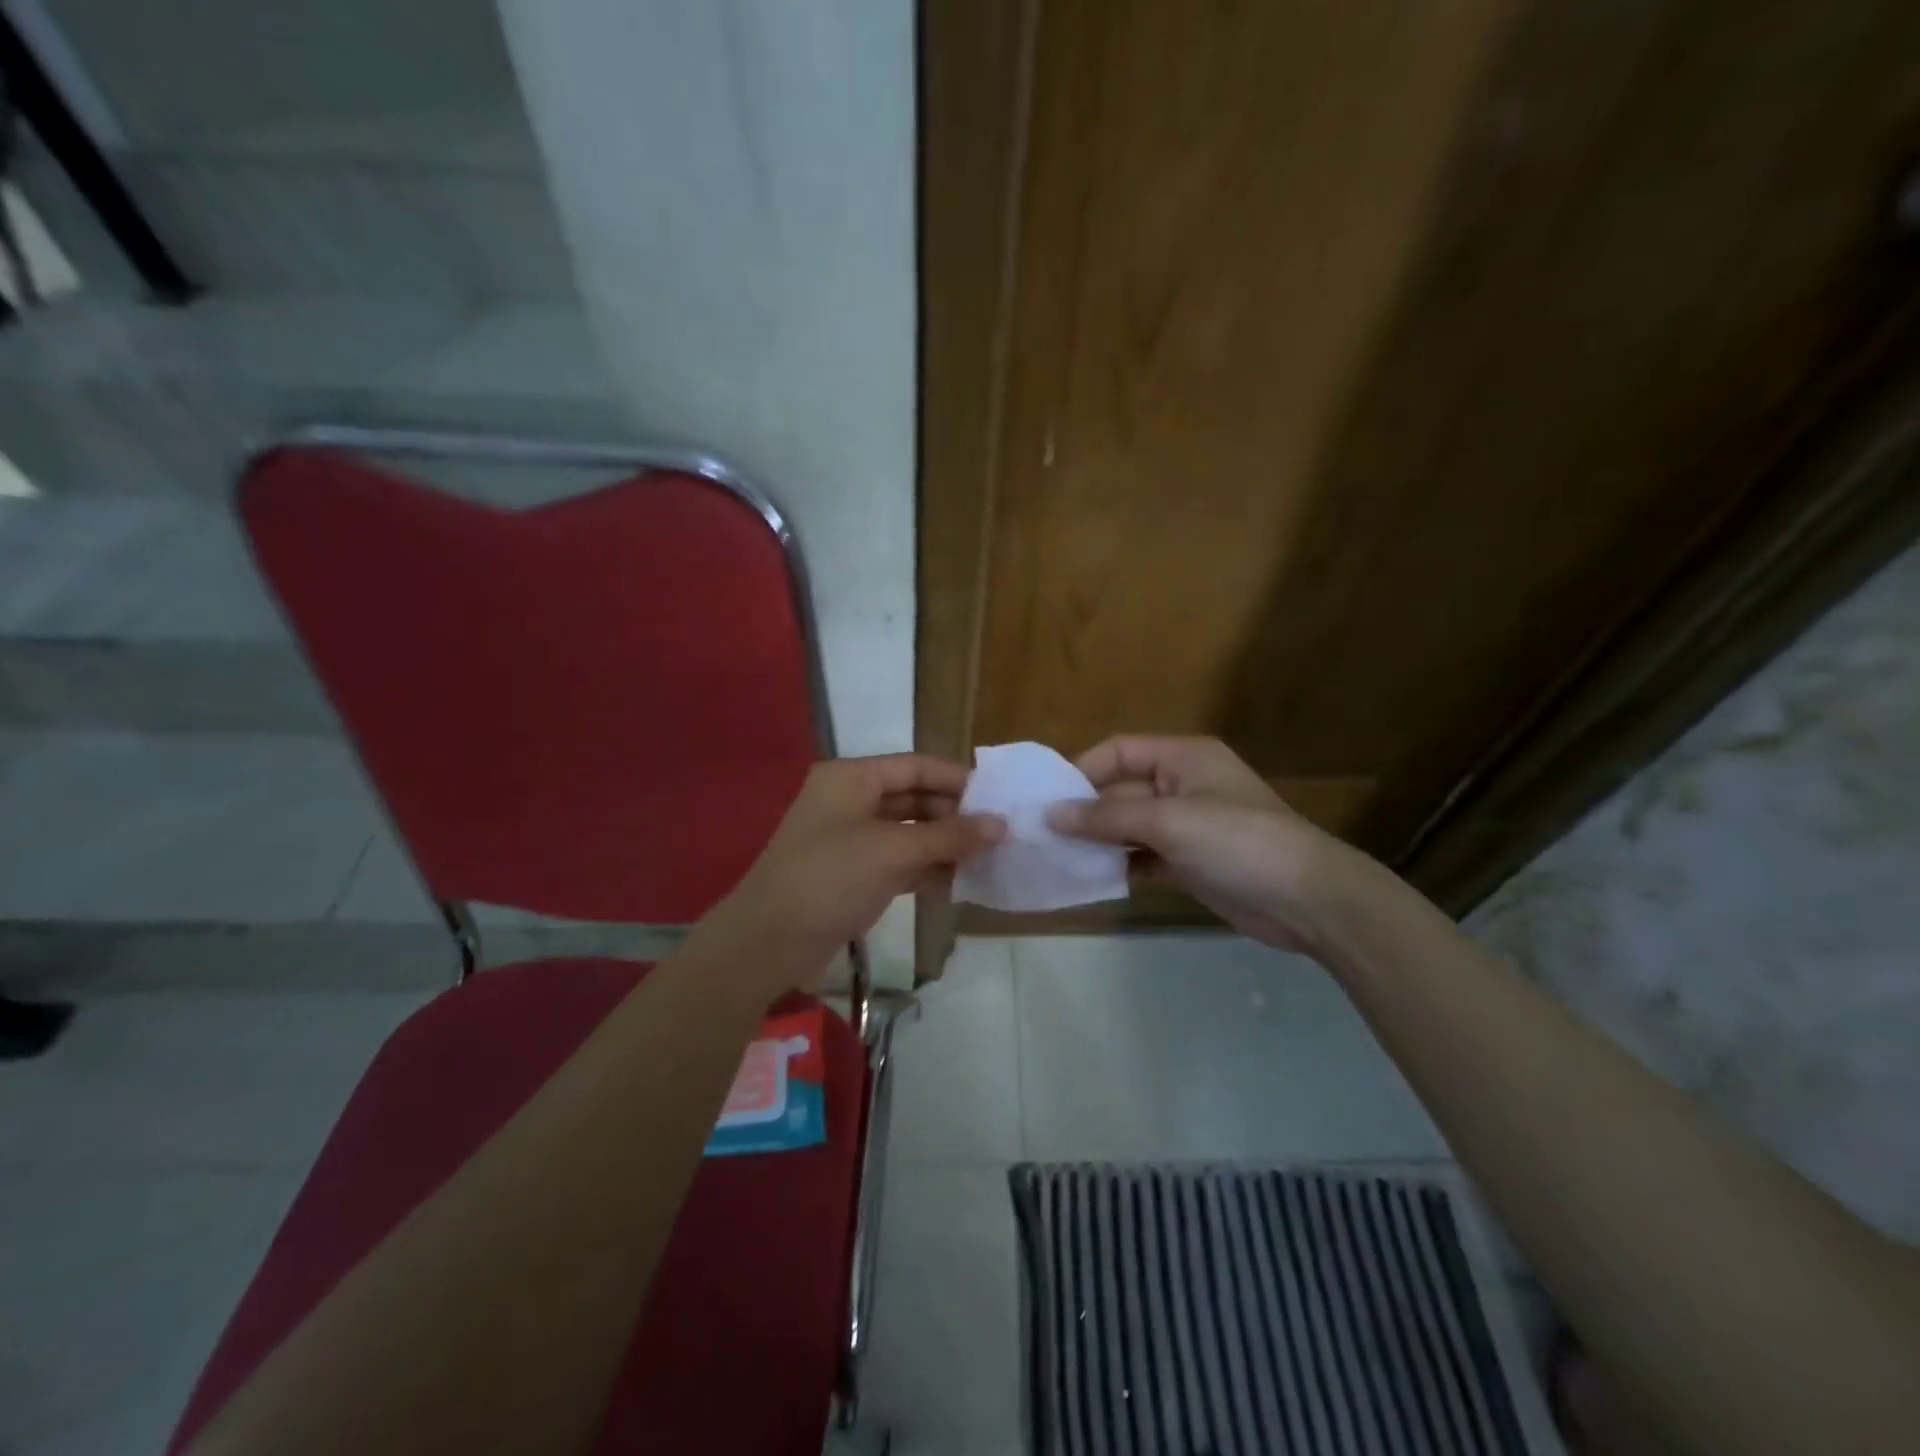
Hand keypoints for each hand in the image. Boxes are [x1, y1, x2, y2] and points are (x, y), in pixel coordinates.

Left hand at [691, 754, 1004, 998]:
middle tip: (1000, 833)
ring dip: (944, 845)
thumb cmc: (829, 878)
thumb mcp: (892, 851)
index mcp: (852, 778)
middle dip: (954, 815)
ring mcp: (851, 839)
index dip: (957, 779)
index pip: (915, 766)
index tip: (998, 797)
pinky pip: (899, 862)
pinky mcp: (853, 875)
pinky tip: (960, 882)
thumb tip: (1001, 825)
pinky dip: (926, 869)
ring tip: (989, 858)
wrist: (767, 943)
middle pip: (914, 798)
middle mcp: (851, 801)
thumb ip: (948, 836)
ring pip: (909, 832)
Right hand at [1048, 735, 1371, 955]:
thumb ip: (1109, 816)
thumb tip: (1052, 815)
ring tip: (1059, 857)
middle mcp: (1182, 784)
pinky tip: (1092, 877)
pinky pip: (1143, 855)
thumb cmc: (1239, 842)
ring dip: (1099, 839)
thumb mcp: (1170, 821)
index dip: (1082, 770)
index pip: (1119, 751)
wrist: (1307, 901)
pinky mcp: (1189, 861)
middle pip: (1121, 788)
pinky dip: (1120, 864)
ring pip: (1129, 825)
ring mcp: (1187, 825)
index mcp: (1182, 758)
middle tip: (1043, 835)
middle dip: (1086, 810)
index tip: (1048, 800)